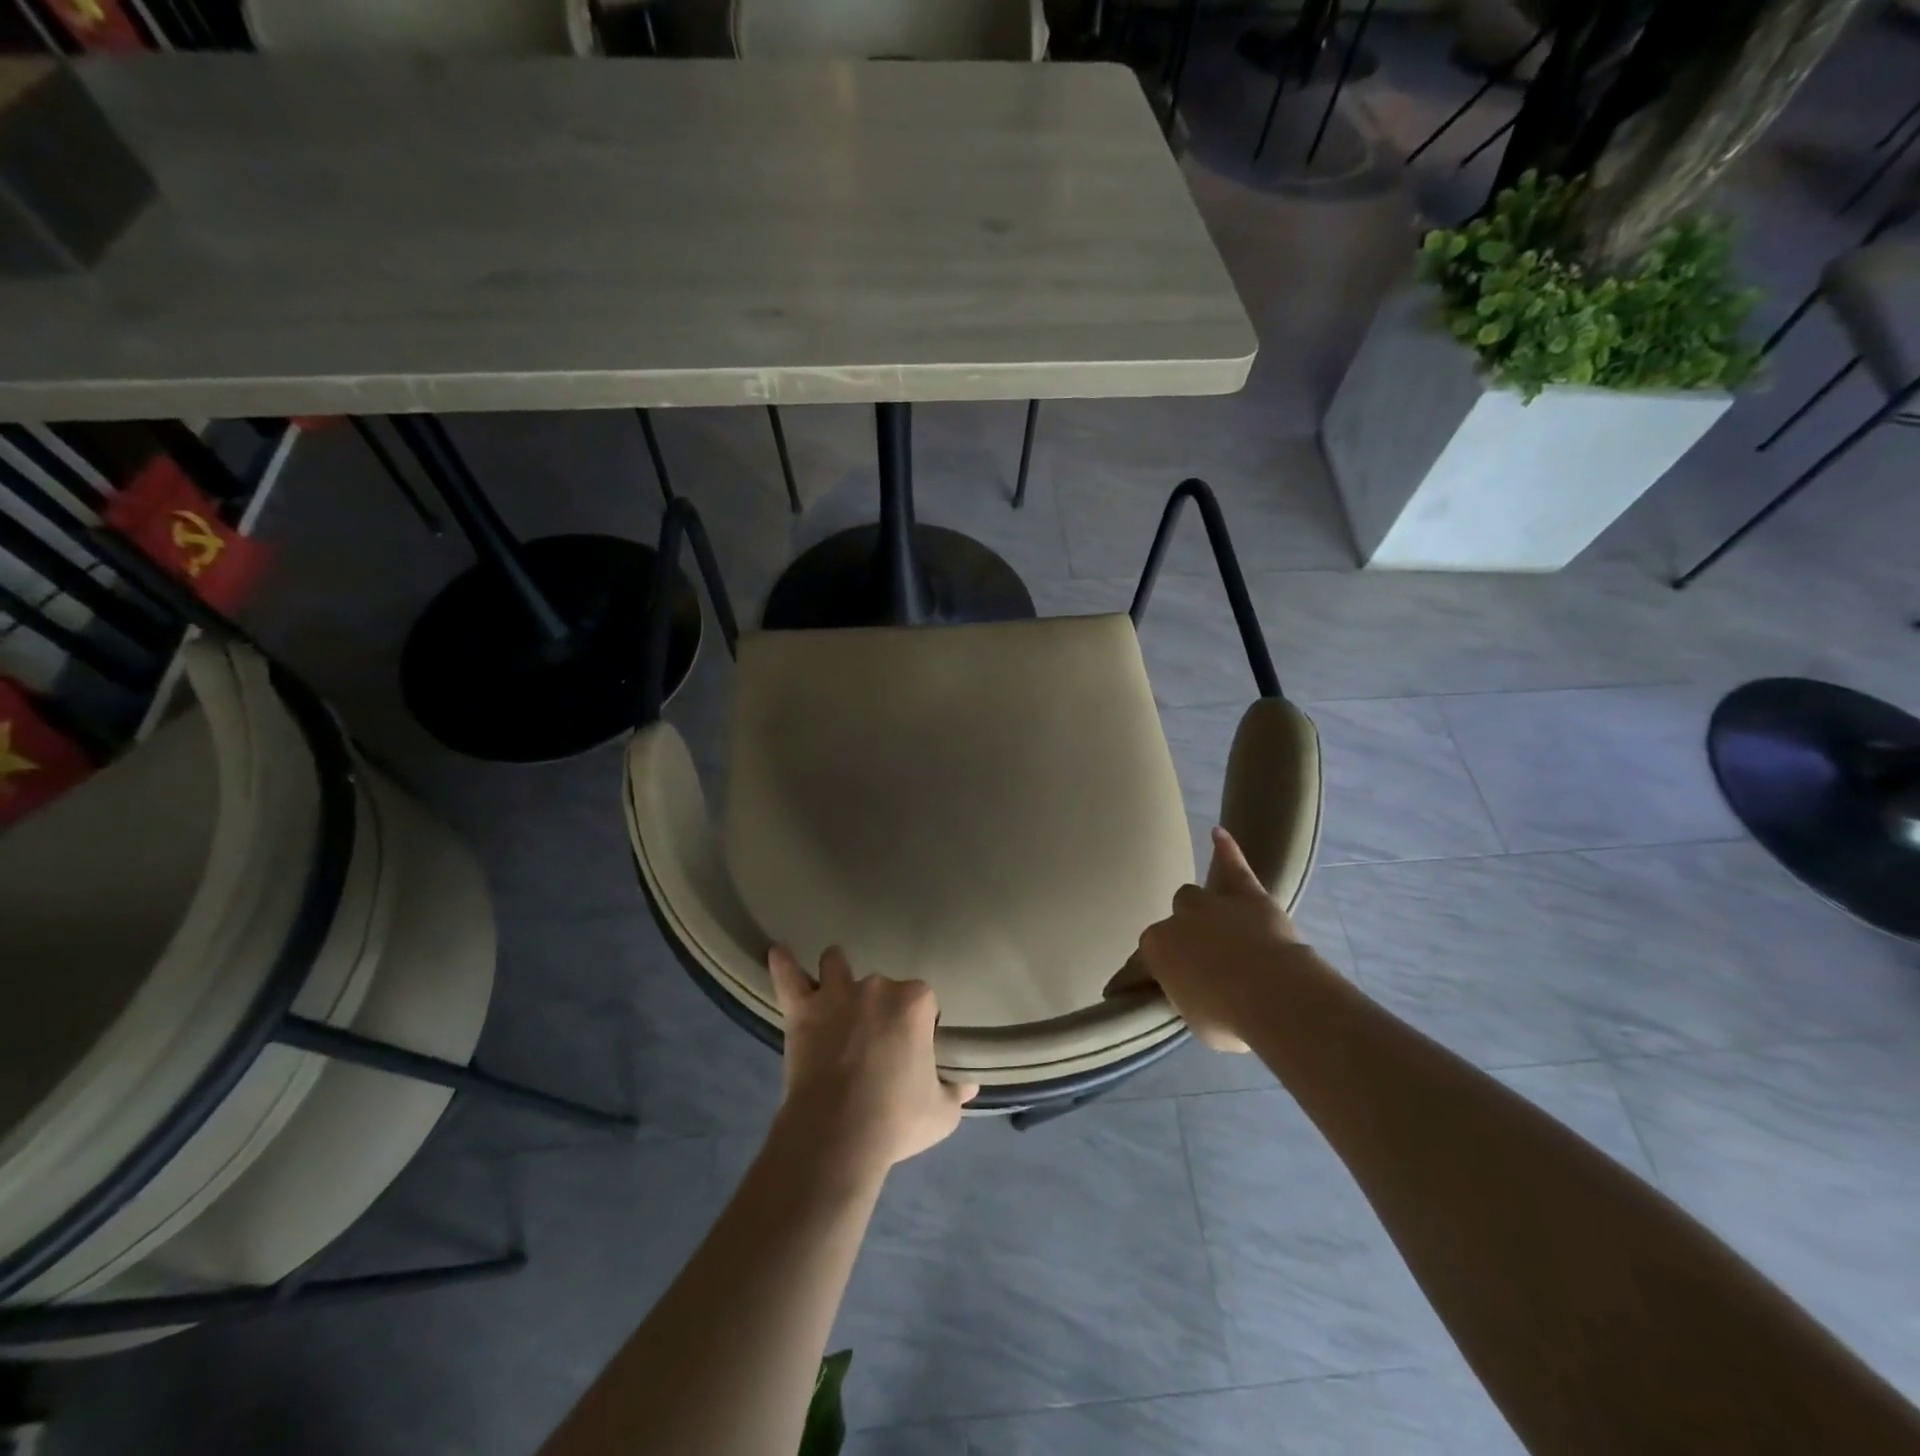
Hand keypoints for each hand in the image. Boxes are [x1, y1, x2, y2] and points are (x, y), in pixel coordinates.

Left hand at [769, 945, 977, 1182]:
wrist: (838, 1134)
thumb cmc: (896, 1119)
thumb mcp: (941, 1114)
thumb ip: (955, 1093)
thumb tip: (970, 1086)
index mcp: (915, 1002)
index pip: (923, 1001)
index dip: (918, 1025)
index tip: (912, 1052)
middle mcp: (878, 986)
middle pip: (883, 986)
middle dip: (880, 1008)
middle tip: (874, 1043)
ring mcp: (837, 994)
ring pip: (836, 965)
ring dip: (836, 972)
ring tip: (834, 988)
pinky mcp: (802, 1009)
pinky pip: (788, 976)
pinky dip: (783, 963)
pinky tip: (778, 951)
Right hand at [1113, 827, 1306, 1051]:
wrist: (1274, 994)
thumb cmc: (1228, 1017)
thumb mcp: (1193, 1018)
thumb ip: (1186, 997)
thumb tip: (1192, 991)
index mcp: (1156, 950)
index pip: (1136, 968)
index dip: (1129, 983)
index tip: (1120, 995)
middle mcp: (1177, 920)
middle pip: (1170, 925)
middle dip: (1180, 941)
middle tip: (1196, 962)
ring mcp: (1211, 903)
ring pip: (1193, 895)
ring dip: (1199, 909)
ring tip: (1210, 923)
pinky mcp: (1246, 894)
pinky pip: (1233, 866)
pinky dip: (1226, 850)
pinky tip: (1218, 832)